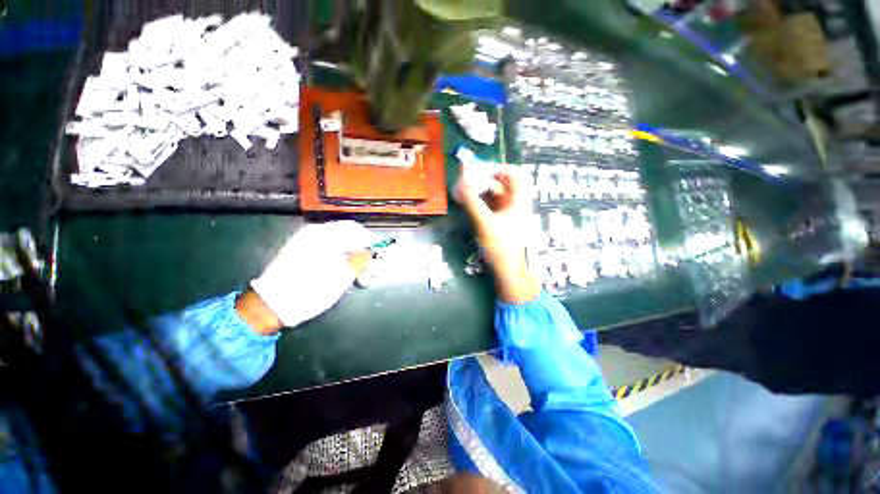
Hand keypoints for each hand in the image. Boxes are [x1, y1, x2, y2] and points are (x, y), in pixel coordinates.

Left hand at [242, 221, 375, 333]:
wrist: (272, 304)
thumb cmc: (312, 289)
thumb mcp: (343, 276)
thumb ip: (361, 259)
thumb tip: (370, 252)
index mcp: (325, 234)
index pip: (356, 230)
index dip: (370, 242)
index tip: (376, 257)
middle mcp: (316, 233)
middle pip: (348, 236)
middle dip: (361, 252)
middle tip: (368, 270)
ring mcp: (306, 242)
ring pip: (339, 244)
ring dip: (352, 257)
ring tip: (357, 276)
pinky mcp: (301, 252)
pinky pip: (327, 250)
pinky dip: (339, 259)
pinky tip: (341, 274)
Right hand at [455, 164, 539, 303]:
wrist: (511, 274)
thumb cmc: (502, 248)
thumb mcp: (485, 223)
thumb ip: (472, 202)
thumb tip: (460, 183)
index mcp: (520, 202)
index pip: (518, 176)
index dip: (501, 169)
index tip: (483, 170)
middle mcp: (516, 206)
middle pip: (503, 186)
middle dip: (484, 181)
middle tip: (466, 181)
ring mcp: (509, 217)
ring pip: (495, 198)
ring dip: (480, 193)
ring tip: (463, 192)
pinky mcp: (502, 226)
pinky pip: (491, 209)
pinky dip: (480, 205)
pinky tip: (468, 205)